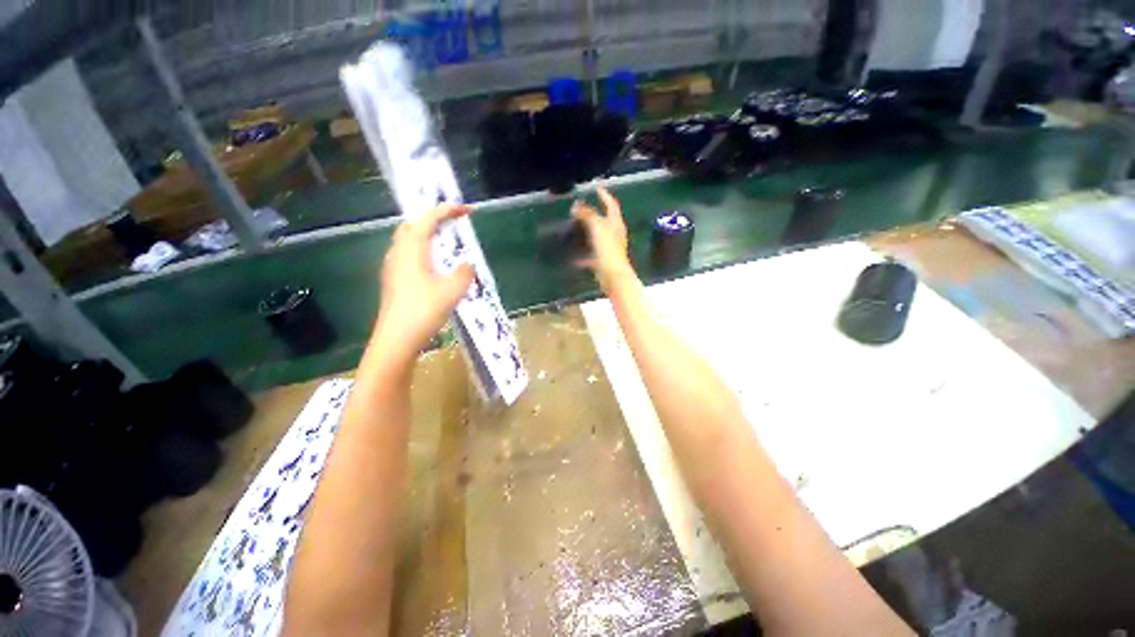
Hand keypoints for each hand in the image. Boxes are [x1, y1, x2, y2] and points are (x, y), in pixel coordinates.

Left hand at [374, 203, 474, 359]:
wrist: (396, 339)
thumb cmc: (424, 310)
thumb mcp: (453, 290)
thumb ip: (465, 273)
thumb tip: (468, 264)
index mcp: (411, 249)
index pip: (428, 220)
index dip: (447, 210)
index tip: (466, 209)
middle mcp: (398, 252)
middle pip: (413, 226)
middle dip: (433, 220)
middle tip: (453, 224)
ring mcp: (393, 267)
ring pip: (409, 241)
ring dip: (427, 236)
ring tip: (446, 243)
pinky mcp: (393, 281)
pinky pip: (408, 255)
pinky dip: (423, 251)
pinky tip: (435, 267)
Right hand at [572, 187, 636, 292]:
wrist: (613, 276)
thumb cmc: (608, 250)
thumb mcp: (597, 228)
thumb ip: (588, 215)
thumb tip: (577, 205)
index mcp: (615, 224)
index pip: (611, 205)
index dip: (605, 195)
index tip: (597, 188)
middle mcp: (614, 234)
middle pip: (605, 221)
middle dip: (594, 214)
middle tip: (582, 208)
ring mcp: (609, 249)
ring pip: (598, 237)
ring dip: (588, 232)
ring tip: (575, 228)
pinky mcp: (603, 261)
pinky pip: (591, 255)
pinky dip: (583, 254)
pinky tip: (573, 257)